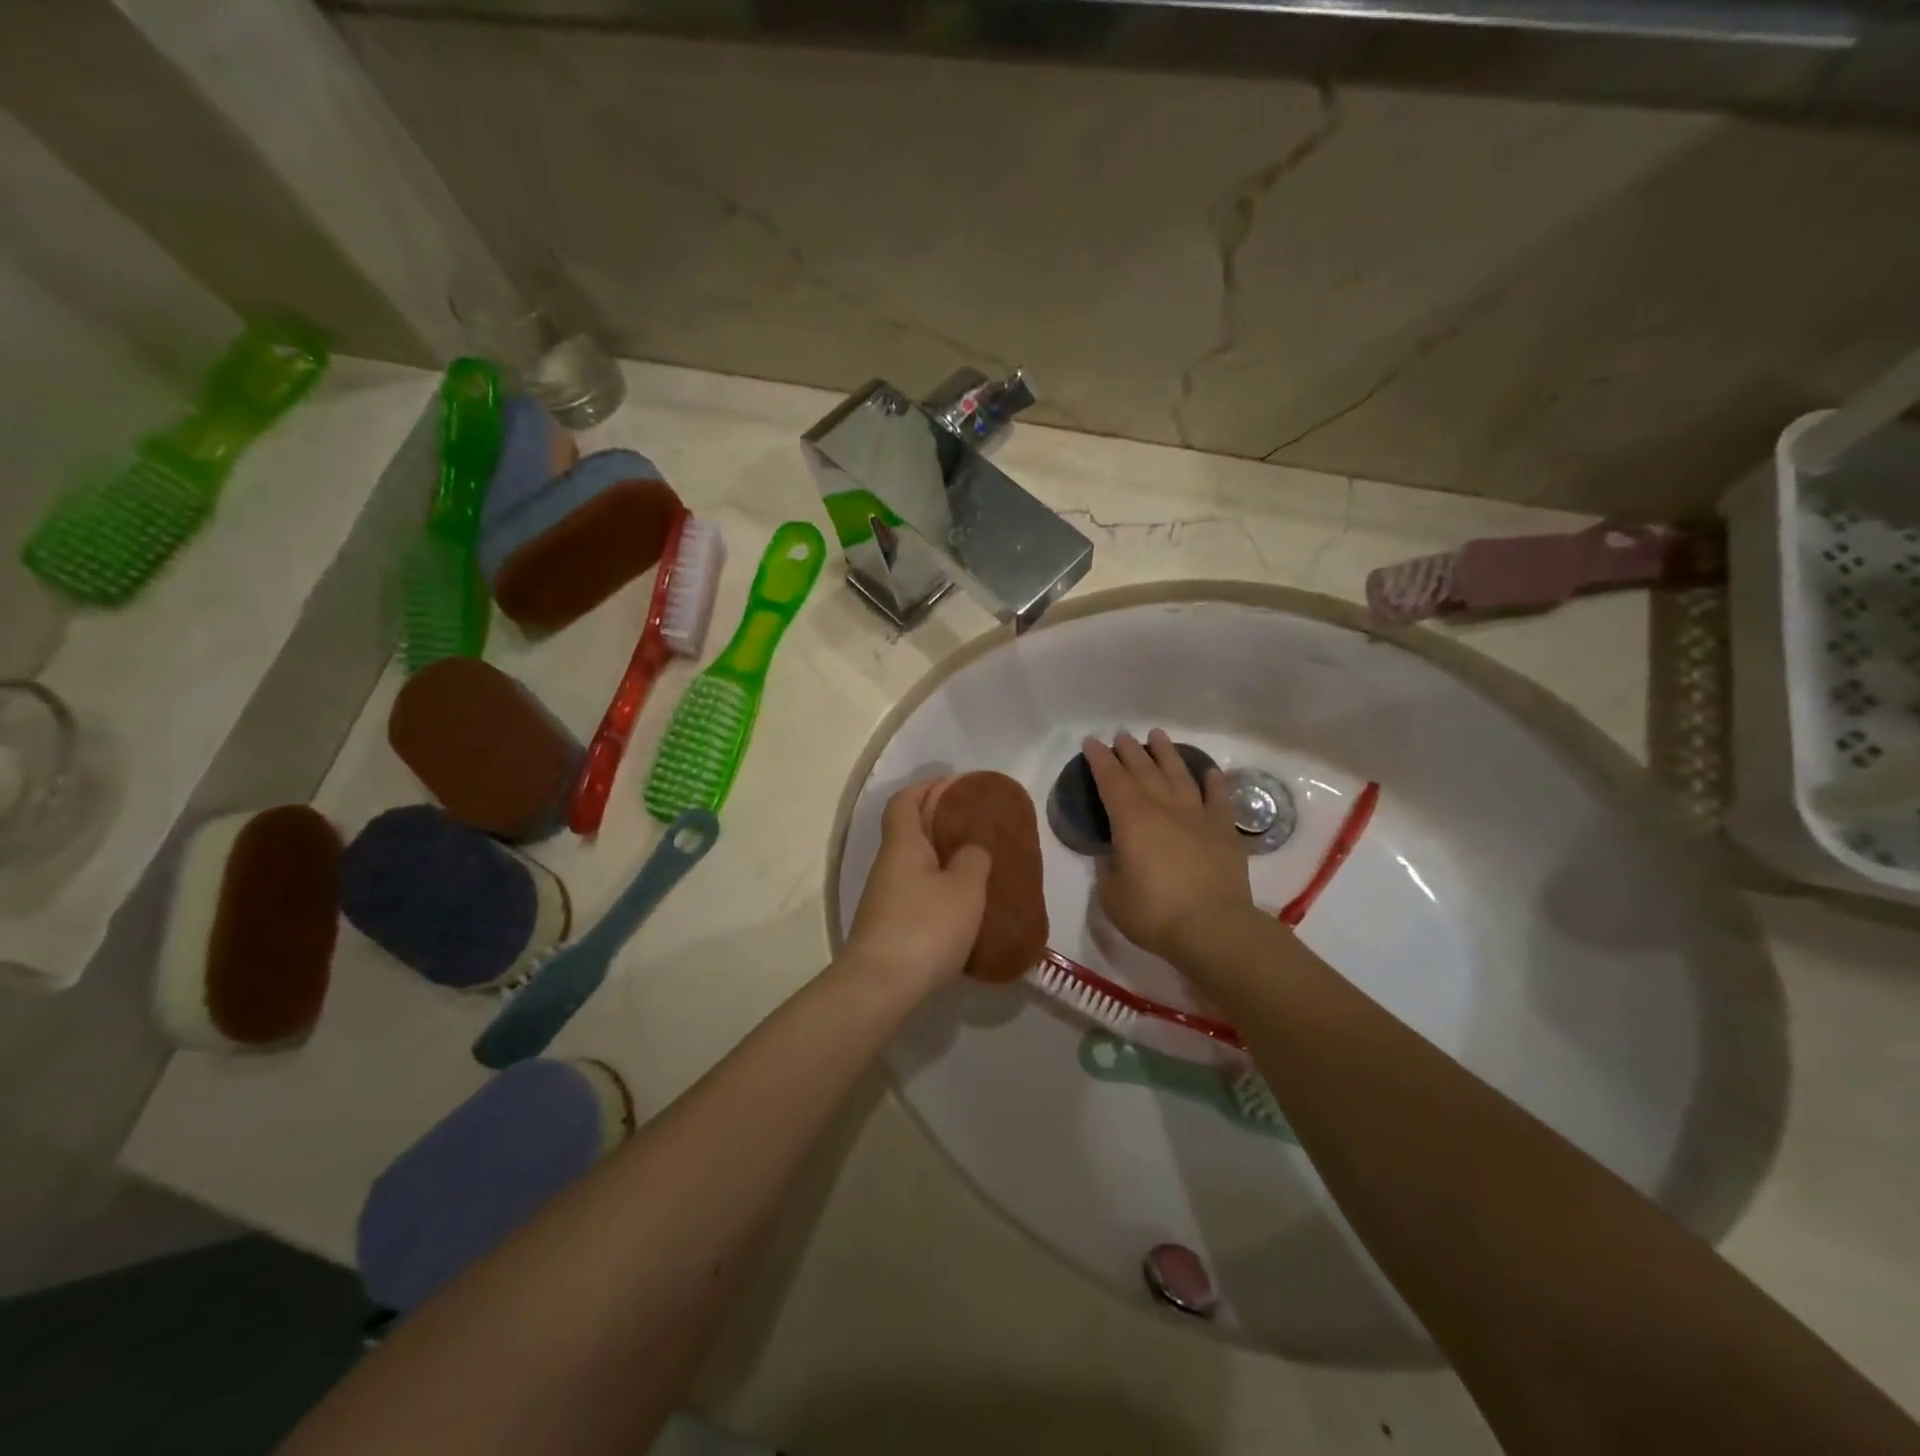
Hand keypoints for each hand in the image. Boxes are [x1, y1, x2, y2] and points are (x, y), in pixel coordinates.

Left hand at [842, 778, 991, 992]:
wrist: (880, 988)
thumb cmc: (925, 927)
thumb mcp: (965, 889)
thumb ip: (974, 860)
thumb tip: (971, 850)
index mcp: (903, 845)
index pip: (906, 800)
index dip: (928, 787)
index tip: (957, 786)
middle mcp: (888, 866)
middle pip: (910, 831)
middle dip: (941, 824)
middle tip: (978, 828)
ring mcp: (885, 899)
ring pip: (915, 866)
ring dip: (942, 860)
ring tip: (978, 867)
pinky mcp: (889, 927)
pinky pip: (917, 894)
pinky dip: (939, 891)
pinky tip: (964, 908)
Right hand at [1083, 730, 1254, 962]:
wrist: (1213, 928)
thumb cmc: (1154, 913)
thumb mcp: (1113, 895)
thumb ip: (1110, 869)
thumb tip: (1114, 854)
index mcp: (1131, 820)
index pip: (1110, 780)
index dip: (1099, 759)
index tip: (1091, 742)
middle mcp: (1163, 808)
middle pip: (1143, 770)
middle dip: (1129, 750)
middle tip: (1120, 735)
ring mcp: (1197, 816)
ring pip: (1179, 775)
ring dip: (1166, 753)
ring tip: (1157, 735)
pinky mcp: (1223, 831)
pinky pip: (1218, 798)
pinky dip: (1213, 782)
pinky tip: (1209, 772)